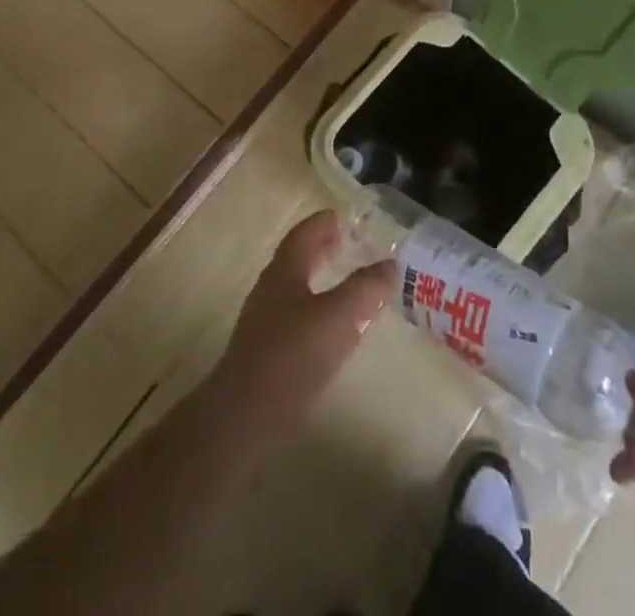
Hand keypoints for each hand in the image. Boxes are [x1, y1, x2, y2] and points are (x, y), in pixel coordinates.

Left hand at [207, 209, 396, 435]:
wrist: (243, 416)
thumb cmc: (292, 356)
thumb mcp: (339, 317)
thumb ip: (365, 289)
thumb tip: (390, 263)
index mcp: (285, 271)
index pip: (302, 235)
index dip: (320, 224)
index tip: (338, 217)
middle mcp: (270, 290)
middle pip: (295, 260)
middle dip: (318, 249)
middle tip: (340, 242)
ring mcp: (263, 323)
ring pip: (293, 289)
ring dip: (315, 279)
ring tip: (339, 283)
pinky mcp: (264, 354)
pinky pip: (293, 317)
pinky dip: (313, 309)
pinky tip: (327, 330)